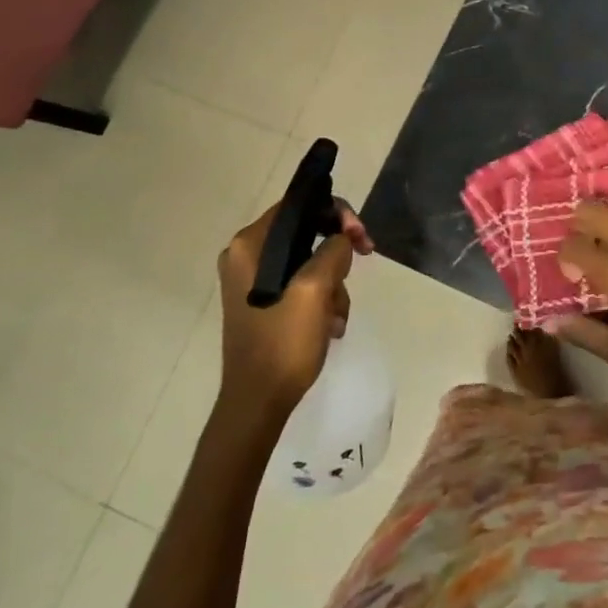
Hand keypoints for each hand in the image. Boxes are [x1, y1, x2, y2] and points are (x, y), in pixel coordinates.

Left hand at [216, 199, 372, 414]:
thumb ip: (333, 251)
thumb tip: (341, 240)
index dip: (335, 213)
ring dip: (333, 285)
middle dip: (336, 255)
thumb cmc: (282, 342)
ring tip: (336, 317)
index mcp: (249, 245)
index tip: (360, 238)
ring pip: (309, 261)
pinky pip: (301, 285)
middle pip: (306, 232)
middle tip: (361, 264)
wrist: (257, 402)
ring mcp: (253, 281)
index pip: (298, 205)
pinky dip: (321, 301)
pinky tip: (329, 327)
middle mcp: (246, 256)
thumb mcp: (315, 290)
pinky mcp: (263, 303)